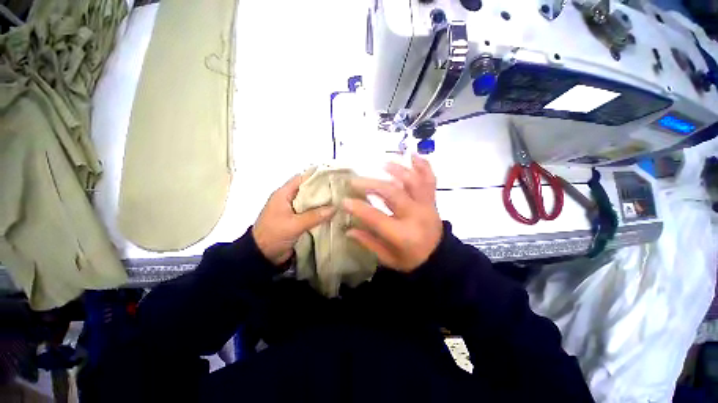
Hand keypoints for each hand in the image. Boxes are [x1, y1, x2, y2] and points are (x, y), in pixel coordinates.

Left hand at [253, 174, 335, 265]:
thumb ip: (314, 216)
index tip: (333, 178)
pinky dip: (320, 213)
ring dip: (322, 203)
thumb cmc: (274, 235)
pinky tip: (332, 214)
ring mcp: (293, 210)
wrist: (261, 256)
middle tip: (340, 191)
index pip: (302, 179)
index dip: (316, 176)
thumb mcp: (294, 225)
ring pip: (311, 202)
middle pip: (308, 190)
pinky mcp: (296, 220)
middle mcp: (289, 199)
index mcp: (283, 194)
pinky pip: (310, 213)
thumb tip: (335, 208)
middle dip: (323, 190)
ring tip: (340, 201)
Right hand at [343, 154, 442, 271]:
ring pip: (412, 181)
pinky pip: (430, 179)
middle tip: (355, 181)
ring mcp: (426, 205)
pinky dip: (423, 165)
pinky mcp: (432, 200)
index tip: (344, 200)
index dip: (358, 208)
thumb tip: (348, 229)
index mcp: (403, 235)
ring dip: (396, 170)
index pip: (376, 217)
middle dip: (371, 184)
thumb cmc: (412, 261)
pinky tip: (413, 156)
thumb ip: (369, 242)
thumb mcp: (388, 258)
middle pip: (392, 193)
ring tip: (382, 164)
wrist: (440, 259)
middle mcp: (416, 216)